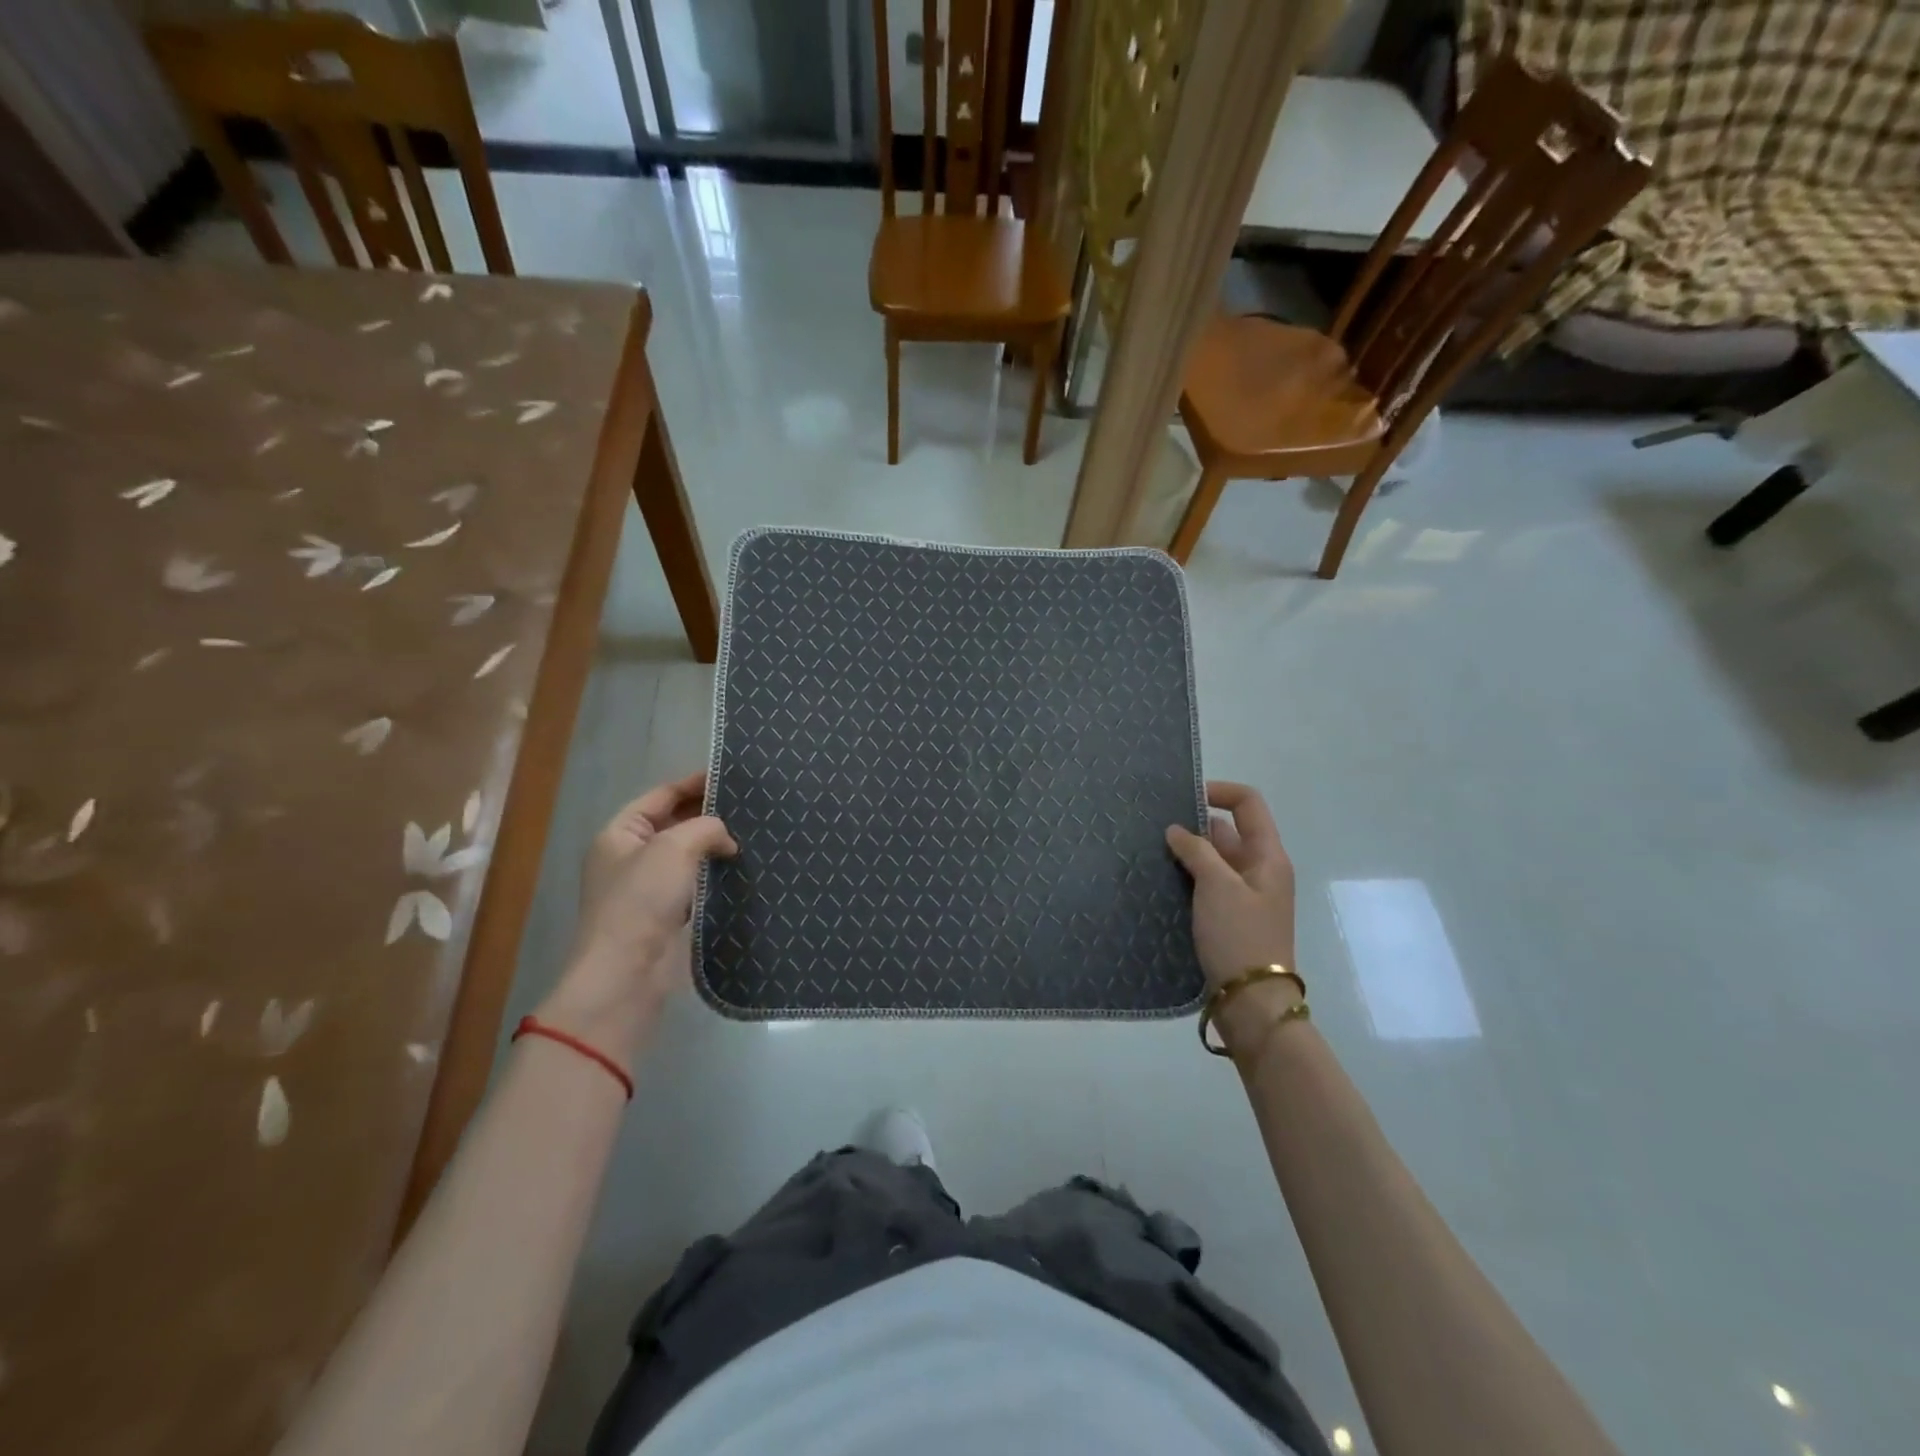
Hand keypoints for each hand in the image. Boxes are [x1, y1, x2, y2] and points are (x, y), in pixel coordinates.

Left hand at [537, 773, 736, 1056]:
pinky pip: (694, 884)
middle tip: (751, 806)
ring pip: (687, 855)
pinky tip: (741, 870)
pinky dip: (714, 875)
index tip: (733, 777)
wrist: (627, 973)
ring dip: (715, 847)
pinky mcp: (666, 915)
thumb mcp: (673, 848)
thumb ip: (705, 827)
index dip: (695, 783)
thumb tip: (726, 839)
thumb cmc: (641, 900)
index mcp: (620, 833)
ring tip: (754, 834)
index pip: (661, 795)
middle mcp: (630, 856)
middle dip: (708, 815)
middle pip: (675, 823)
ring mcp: (647, 888)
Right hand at [1167, 782, 1299, 1051]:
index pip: (1248, 804)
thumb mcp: (1217, 886)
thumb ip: (1197, 850)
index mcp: (1268, 856)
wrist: (1251, 1002)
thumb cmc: (1239, 936)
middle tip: (1155, 824)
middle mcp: (1259, 870)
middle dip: (1195, 823)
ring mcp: (1244, 895)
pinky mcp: (1228, 917)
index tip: (1183, 797)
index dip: (1218, 791)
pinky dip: (1188, 876)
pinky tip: (1161, 879)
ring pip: (1215, 859)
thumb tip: (1176, 829)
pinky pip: (1207, 884)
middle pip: (1229, 830)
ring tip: (1151, 849)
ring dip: (1189, 851)